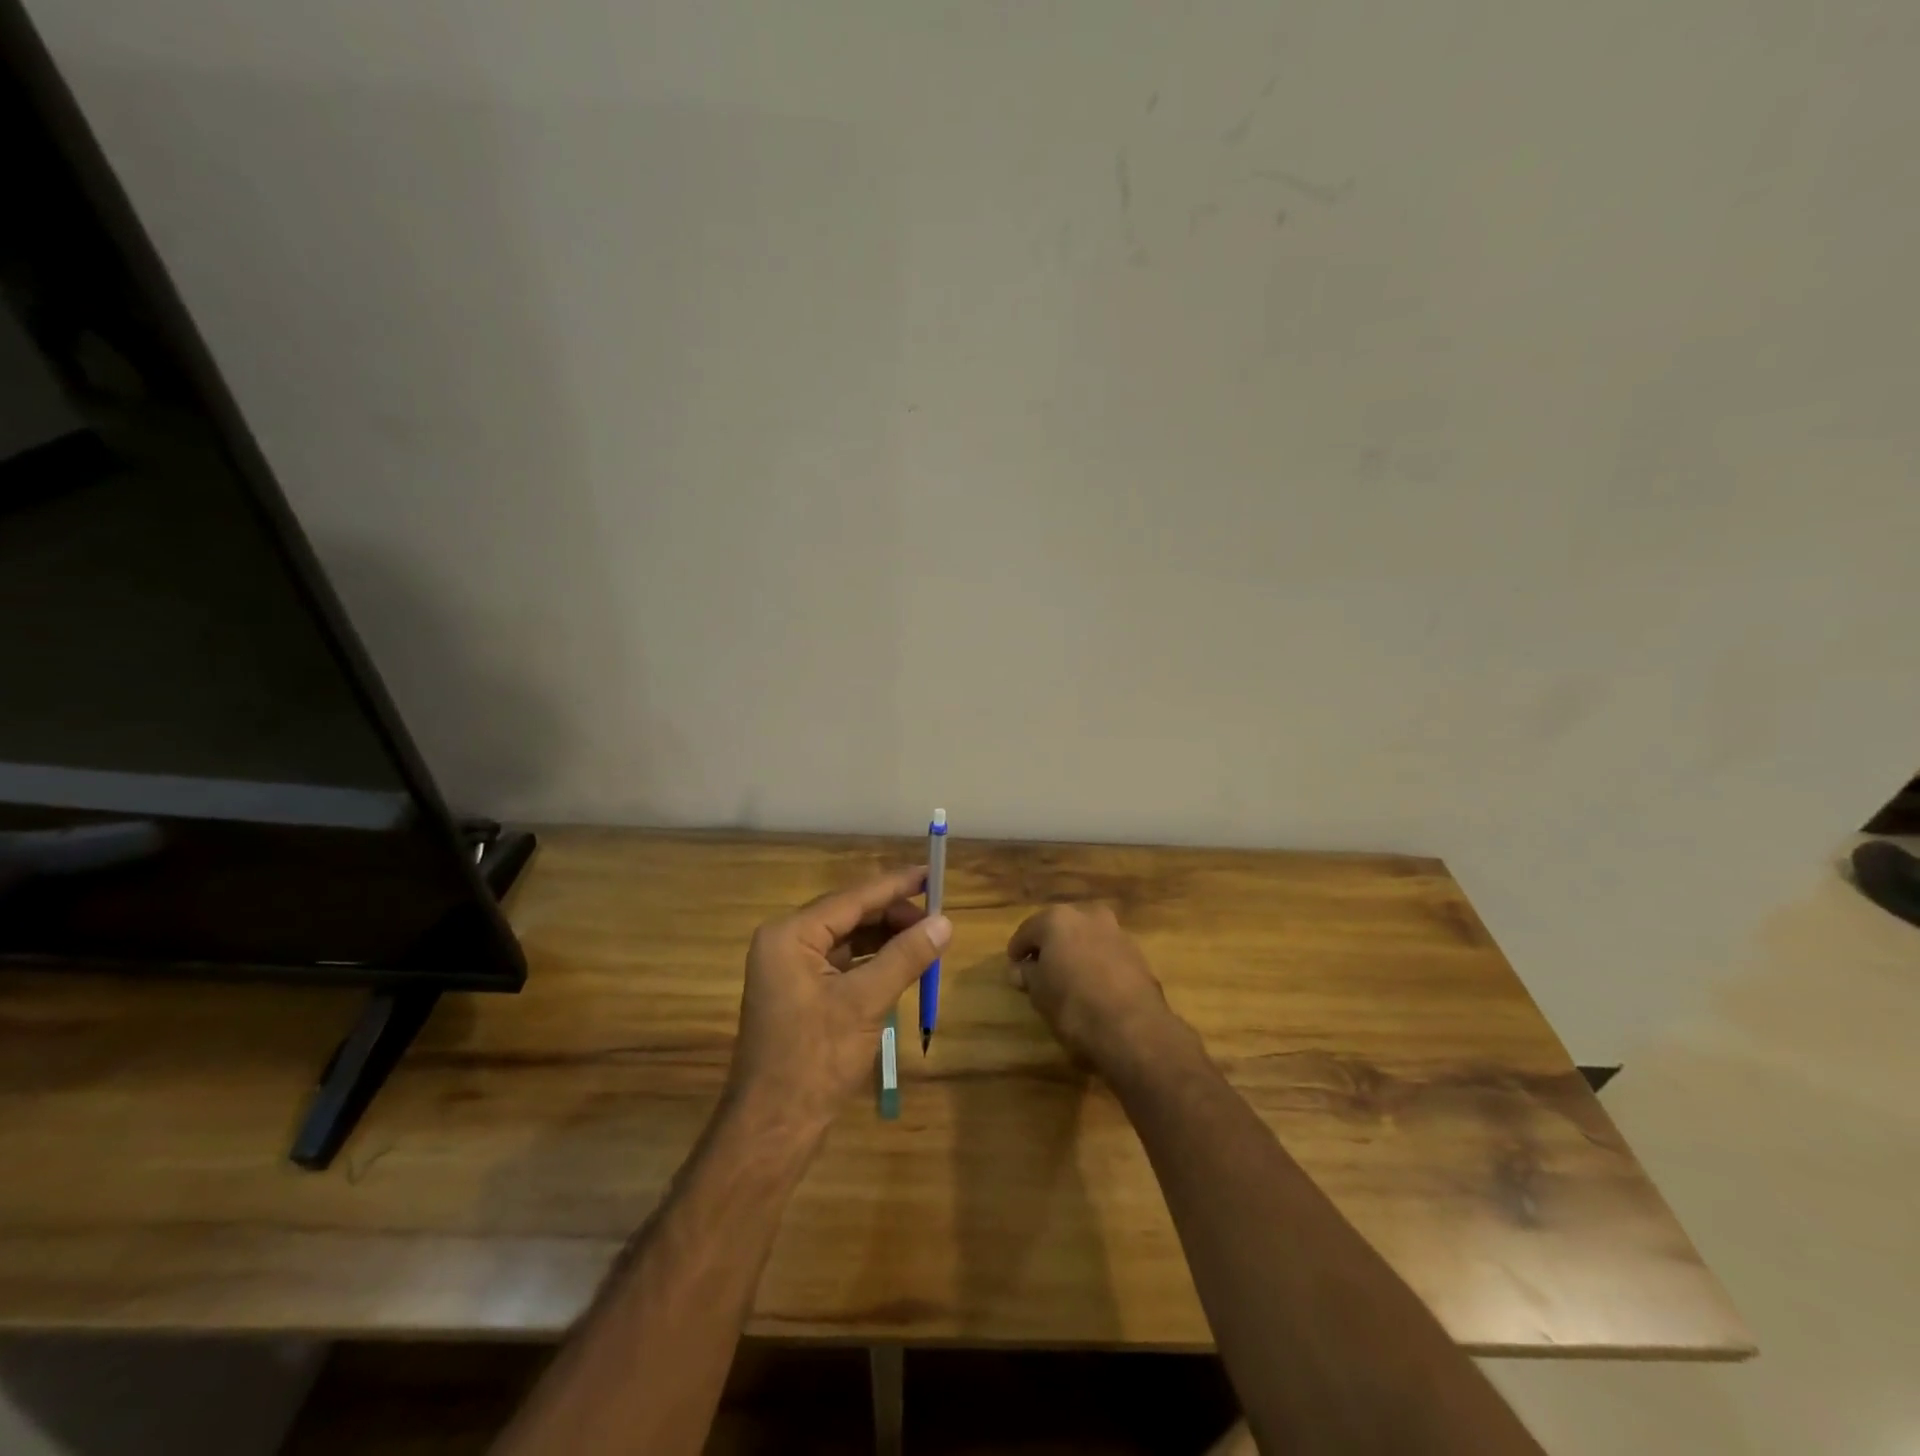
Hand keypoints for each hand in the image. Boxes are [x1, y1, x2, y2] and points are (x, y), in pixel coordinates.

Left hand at [726, 868, 950, 1138]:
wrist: (773, 1127)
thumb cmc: (815, 1060)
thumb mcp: (866, 1003)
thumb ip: (905, 957)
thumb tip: (945, 922)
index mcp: (790, 935)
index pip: (852, 898)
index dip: (895, 885)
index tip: (932, 873)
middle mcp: (785, 942)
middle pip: (849, 914)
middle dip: (893, 915)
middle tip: (937, 918)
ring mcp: (789, 968)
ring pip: (847, 938)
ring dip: (886, 938)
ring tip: (927, 939)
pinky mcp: (799, 992)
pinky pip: (842, 962)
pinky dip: (872, 960)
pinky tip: (902, 963)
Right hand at [1006, 904, 1185, 1071]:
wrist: (1133, 1028)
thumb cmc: (1074, 1006)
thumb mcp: (1039, 994)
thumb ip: (1027, 975)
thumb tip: (1019, 970)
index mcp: (1057, 919)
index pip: (1028, 931)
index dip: (1017, 950)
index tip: (1013, 968)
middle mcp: (1088, 915)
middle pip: (1060, 928)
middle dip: (1050, 947)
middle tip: (1039, 970)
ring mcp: (1116, 932)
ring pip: (1087, 938)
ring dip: (1076, 953)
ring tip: (1068, 979)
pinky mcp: (1138, 954)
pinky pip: (1107, 954)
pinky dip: (1097, 964)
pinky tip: (1093, 986)